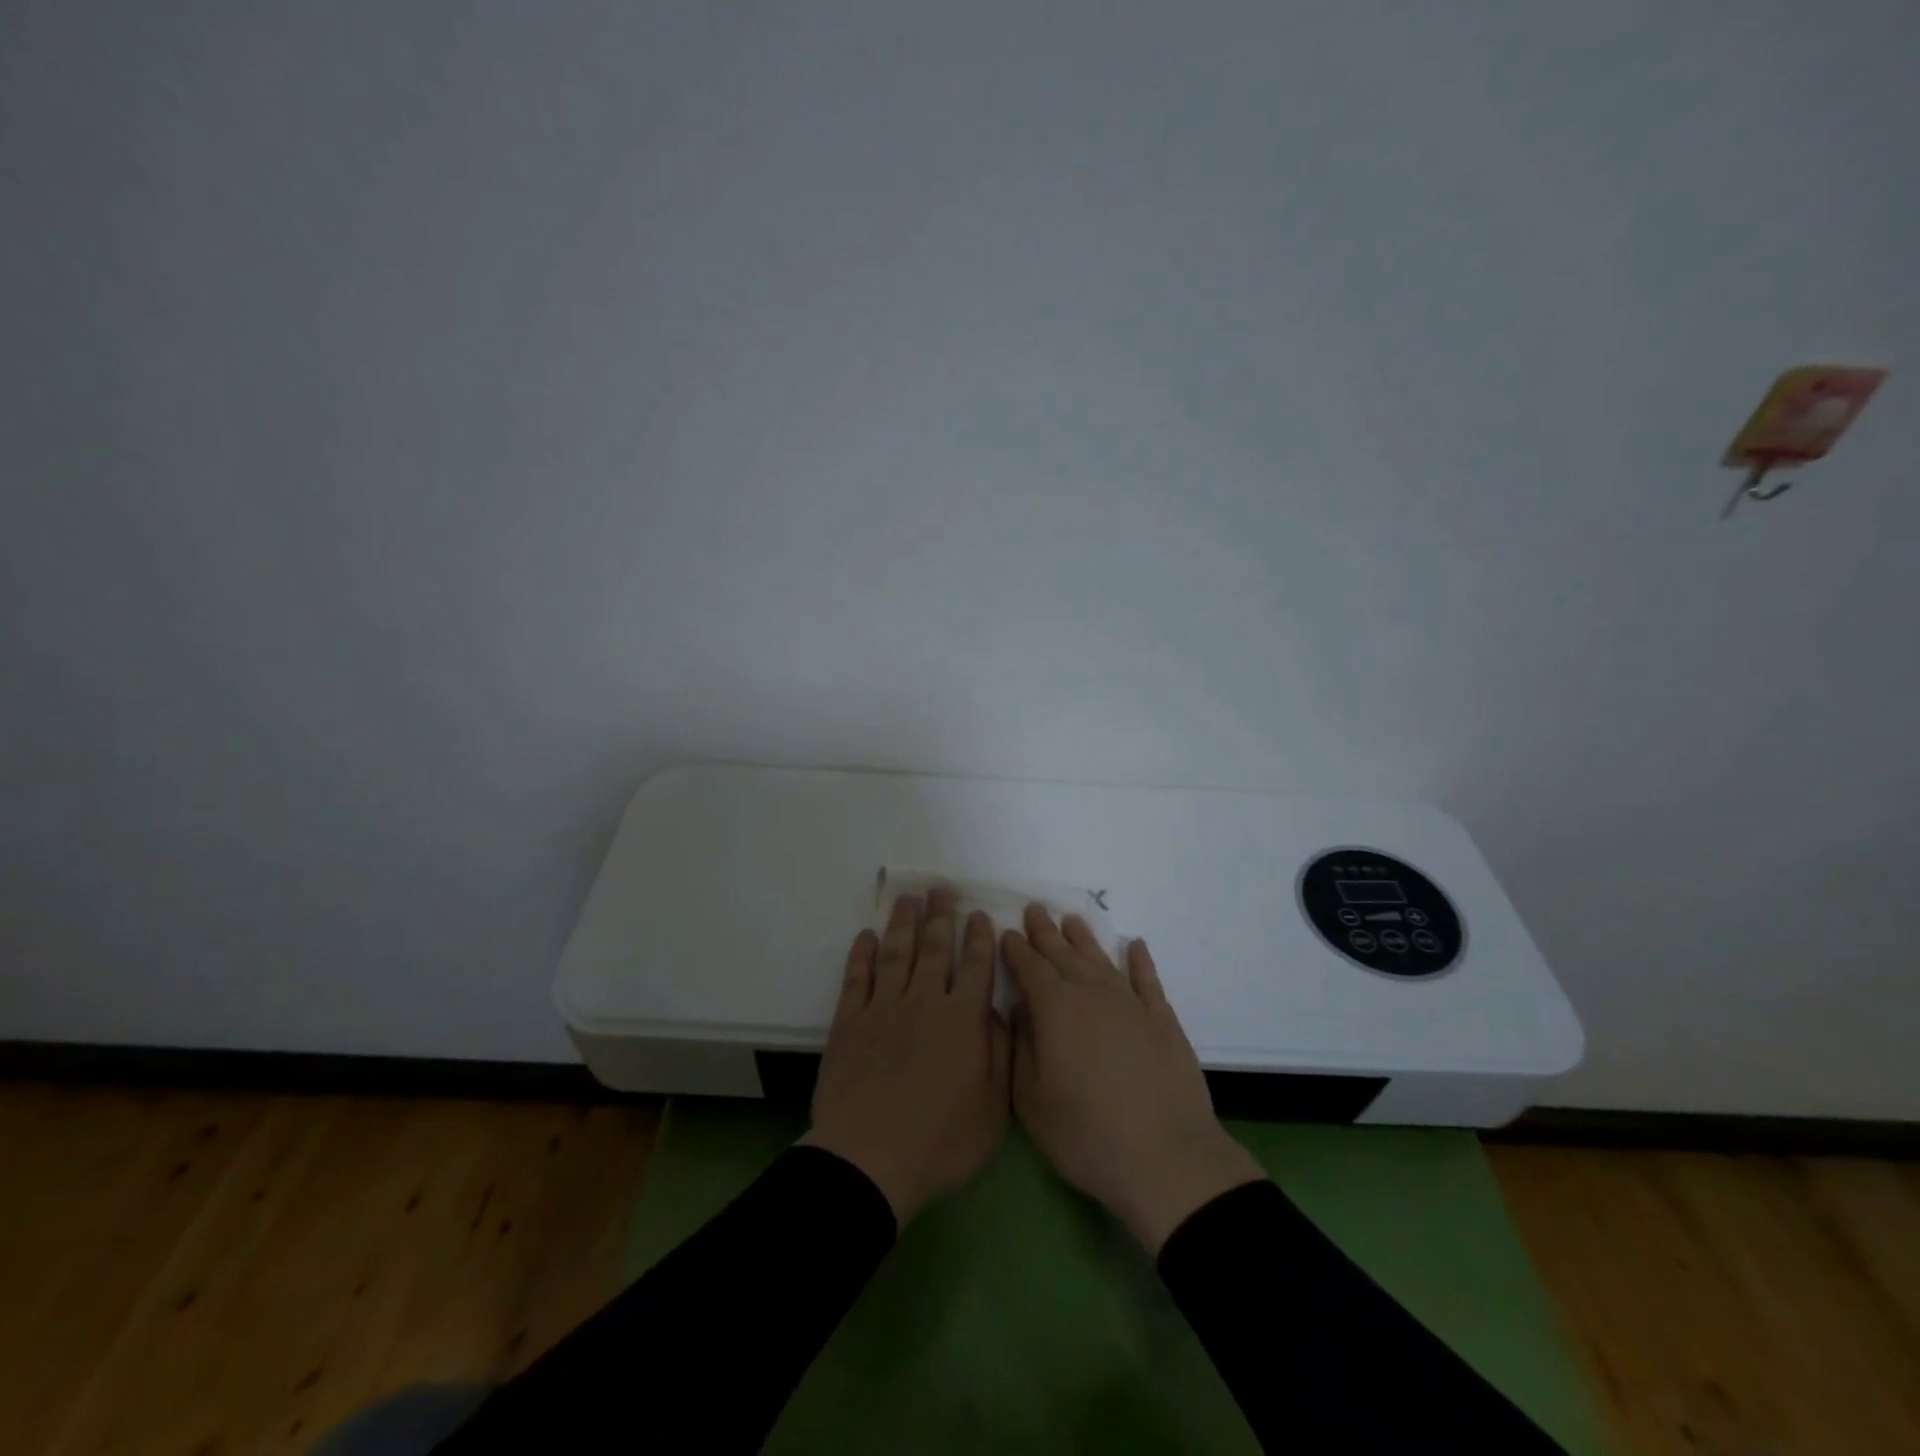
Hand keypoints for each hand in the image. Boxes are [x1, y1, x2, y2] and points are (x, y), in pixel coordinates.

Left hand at [801, 889, 1010, 1227]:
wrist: (869, 1160)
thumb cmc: (941, 1140)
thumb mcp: (993, 1106)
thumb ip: (1000, 1052)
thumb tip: (999, 1011)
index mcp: (962, 1020)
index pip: (974, 967)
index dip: (978, 938)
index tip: (979, 914)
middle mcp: (924, 1002)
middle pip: (934, 949)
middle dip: (940, 917)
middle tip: (941, 889)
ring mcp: (883, 1008)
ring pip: (896, 953)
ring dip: (903, 923)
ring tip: (908, 899)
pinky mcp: (849, 1022)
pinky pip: (857, 977)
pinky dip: (862, 954)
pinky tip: (866, 936)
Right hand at [1003, 906, 1264, 1255]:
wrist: (1164, 1157)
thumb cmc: (1085, 1134)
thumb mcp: (1031, 1100)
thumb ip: (1020, 1047)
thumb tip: (1020, 1009)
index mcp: (1055, 1009)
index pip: (1030, 967)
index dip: (1016, 949)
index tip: (1007, 932)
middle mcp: (1092, 994)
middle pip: (1064, 955)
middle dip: (1046, 932)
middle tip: (1035, 909)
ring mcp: (1131, 1004)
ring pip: (1102, 960)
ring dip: (1085, 939)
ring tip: (1072, 920)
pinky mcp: (1163, 1020)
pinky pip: (1147, 980)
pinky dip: (1140, 960)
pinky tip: (1135, 945)